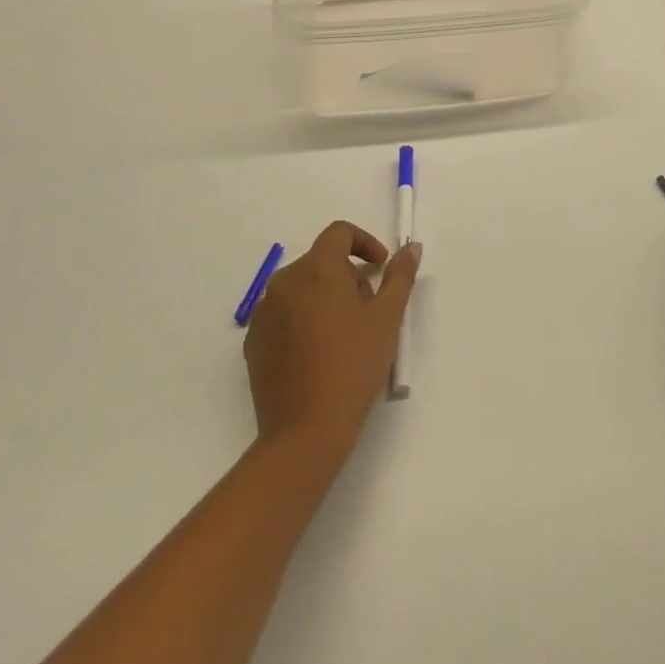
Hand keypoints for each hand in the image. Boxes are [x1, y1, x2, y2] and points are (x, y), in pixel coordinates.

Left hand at [244, 221, 420, 457]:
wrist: (305, 431)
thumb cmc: (353, 366)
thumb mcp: (387, 318)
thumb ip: (400, 276)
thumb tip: (410, 248)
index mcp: (316, 270)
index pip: (339, 233)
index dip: (364, 242)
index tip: (381, 266)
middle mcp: (284, 283)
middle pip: (320, 261)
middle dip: (348, 275)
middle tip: (369, 309)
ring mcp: (264, 313)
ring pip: (301, 288)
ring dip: (325, 297)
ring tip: (346, 334)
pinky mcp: (253, 342)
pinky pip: (283, 315)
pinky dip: (304, 319)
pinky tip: (320, 353)